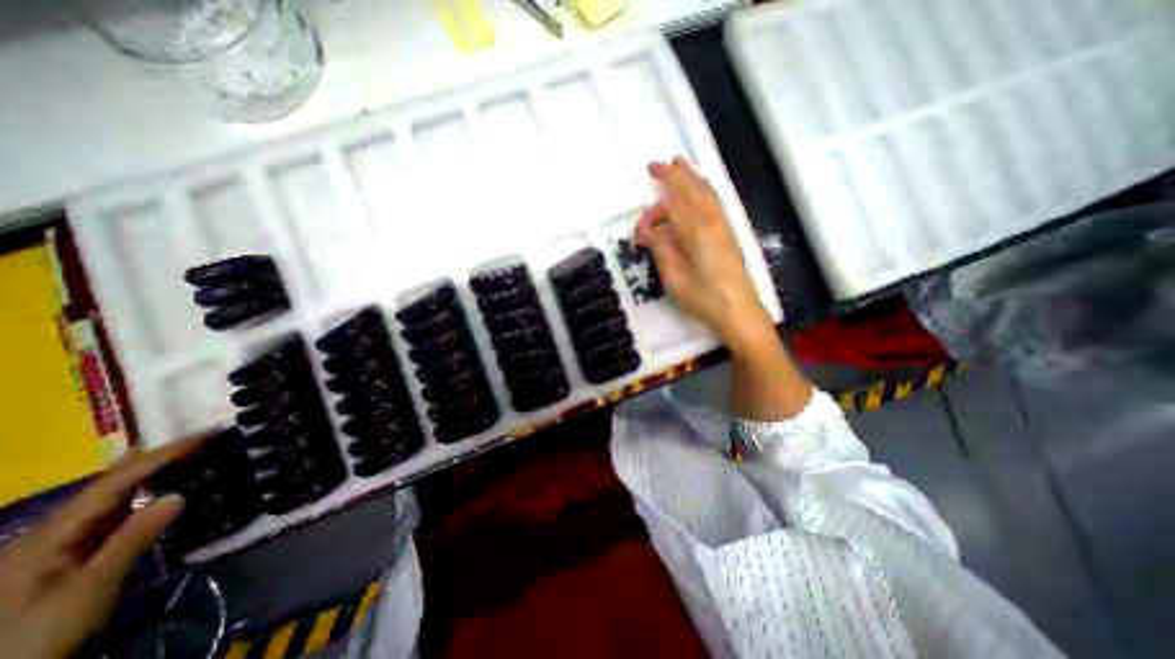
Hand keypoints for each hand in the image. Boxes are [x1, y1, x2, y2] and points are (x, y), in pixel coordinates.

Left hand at [0, 439, 204, 657]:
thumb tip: (178, 494)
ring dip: (150, 473)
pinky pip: (110, 513)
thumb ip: (132, 541)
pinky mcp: (65, 556)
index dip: (161, 455)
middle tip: (201, 440)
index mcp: (51, 534)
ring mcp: (55, 545)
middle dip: (154, 458)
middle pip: (109, 483)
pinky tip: (159, 492)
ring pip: (109, 497)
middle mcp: (50, 531)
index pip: (116, 481)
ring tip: (189, 456)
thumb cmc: (34, 636)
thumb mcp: (88, 590)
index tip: (204, 436)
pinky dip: (142, 493)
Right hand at [640, 158, 777, 348]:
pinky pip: (715, 205)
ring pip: (709, 195)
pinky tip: (702, 193)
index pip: (677, 198)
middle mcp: (712, 223)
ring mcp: (724, 229)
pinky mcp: (729, 238)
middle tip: (662, 163)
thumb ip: (661, 248)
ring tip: (682, 167)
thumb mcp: (673, 276)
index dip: (665, 180)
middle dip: (679, 173)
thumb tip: (650, 230)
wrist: (739, 312)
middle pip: (695, 189)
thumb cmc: (703, 298)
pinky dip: (706, 192)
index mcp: (696, 231)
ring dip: (694, 178)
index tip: (650, 169)